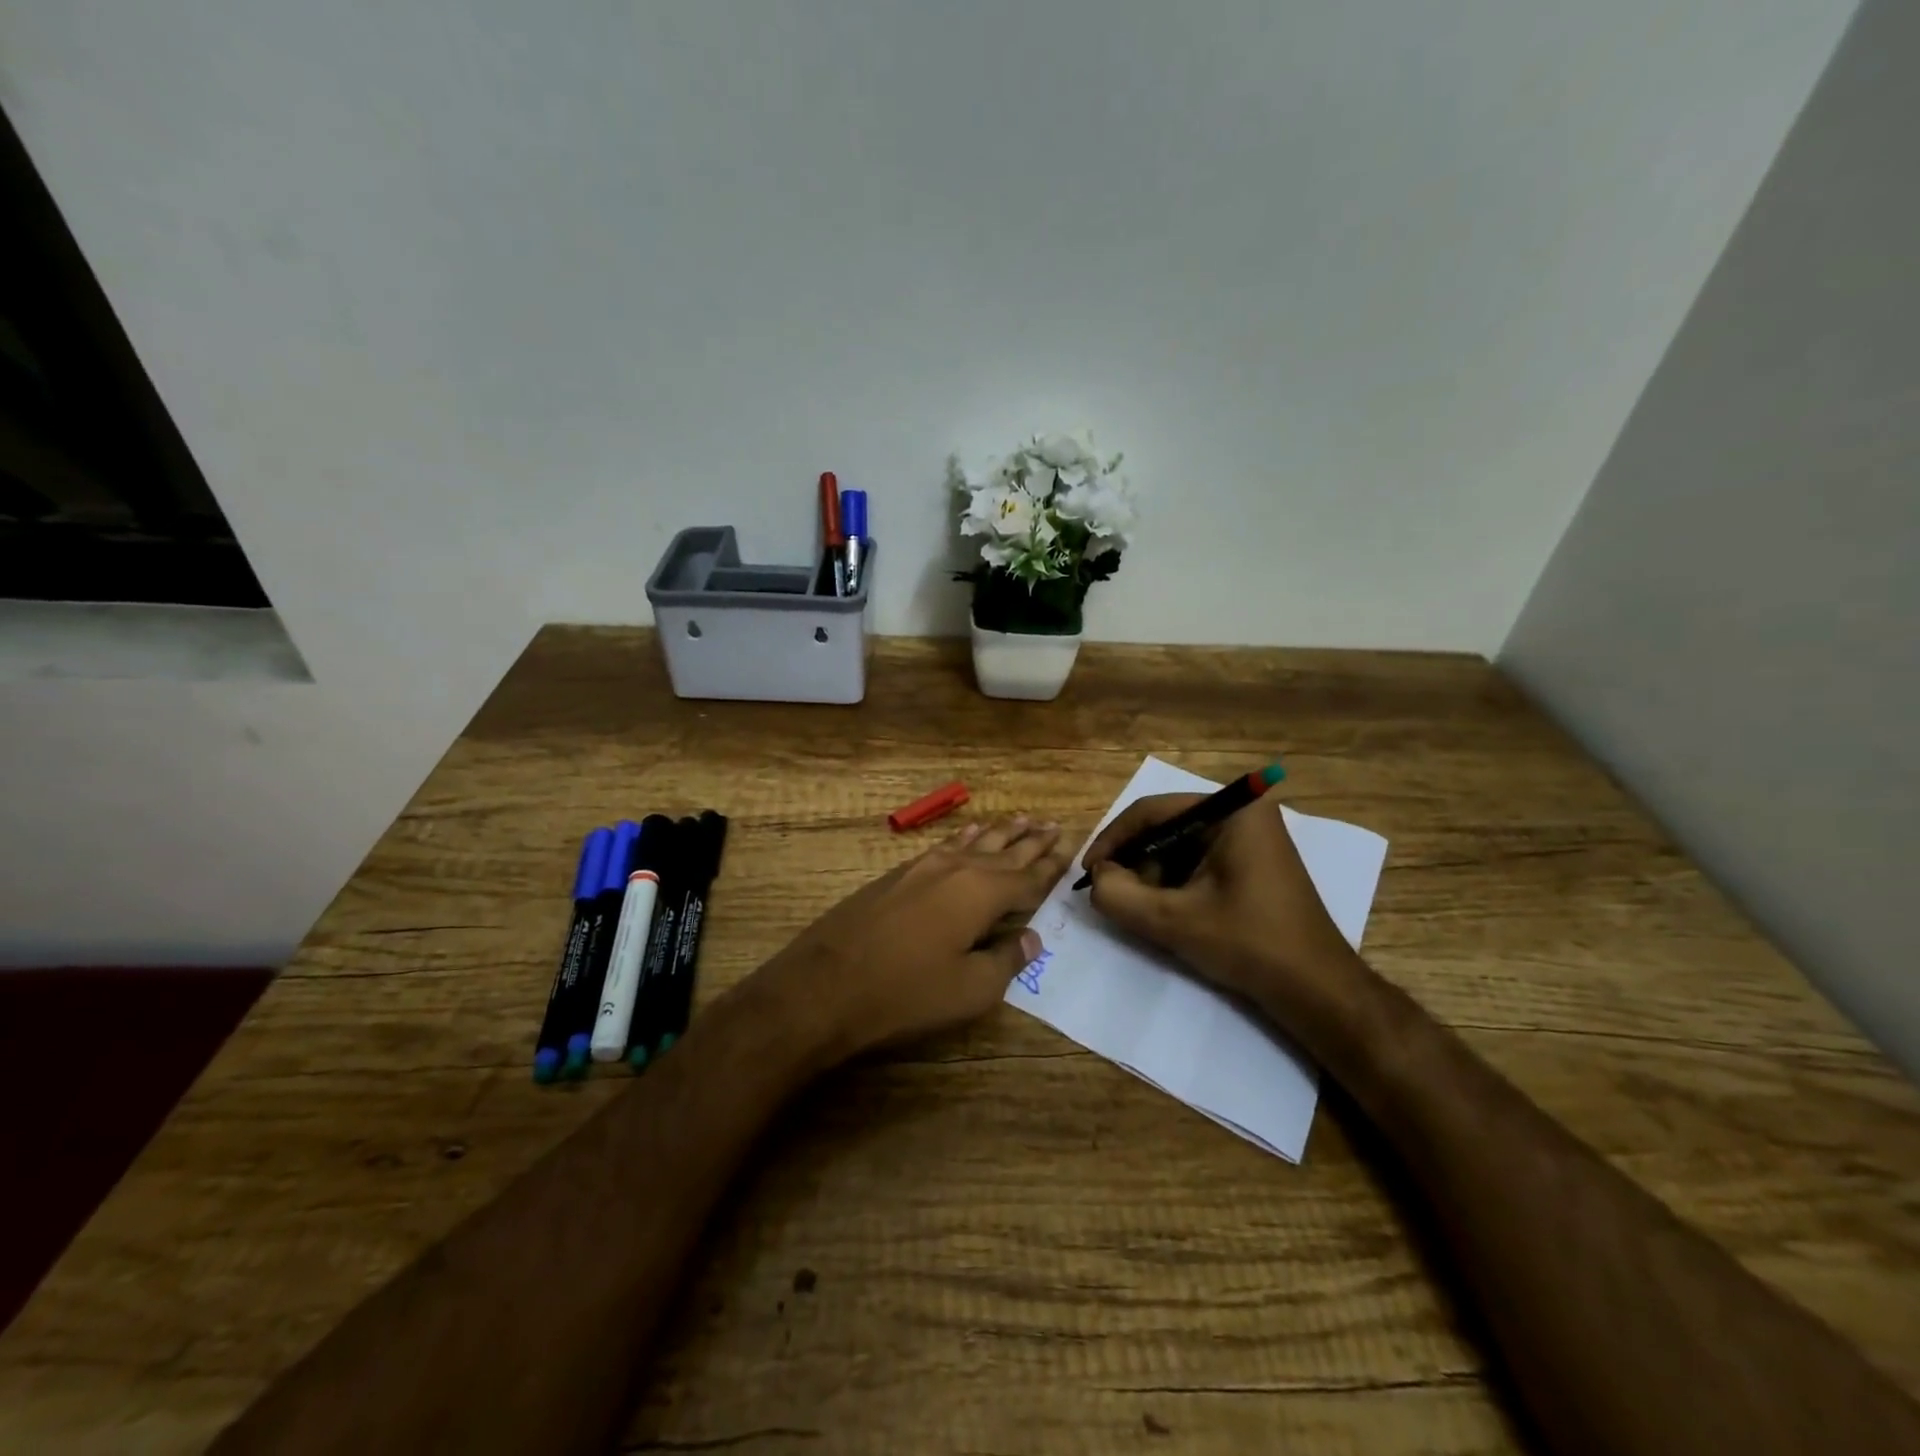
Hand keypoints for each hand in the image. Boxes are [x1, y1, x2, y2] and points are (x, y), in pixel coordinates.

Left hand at [759, 816, 1072, 1059]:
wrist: (826, 984)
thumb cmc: (906, 993)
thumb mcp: (970, 990)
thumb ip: (1006, 961)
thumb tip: (1031, 938)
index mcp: (982, 894)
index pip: (1028, 878)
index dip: (1050, 866)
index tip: (1070, 848)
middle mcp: (957, 870)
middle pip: (1003, 851)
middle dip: (1030, 840)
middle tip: (1053, 823)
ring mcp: (923, 868)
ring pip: (973, 842)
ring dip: (999, 832)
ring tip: (1021, 818)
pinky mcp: (897, 875)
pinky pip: (943, 846)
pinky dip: (963, 838)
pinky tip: (968, 833)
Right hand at [1083, 790, 1359, 1017]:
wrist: (1318, 990)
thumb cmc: (1249, 944)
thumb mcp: (1174, 921)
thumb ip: (1119, 896)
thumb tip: (1096, 879)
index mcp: (1232, 809)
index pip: (1152, 810)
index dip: (1113, 840)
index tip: (1088, 872)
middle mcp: (1244, 812)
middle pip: (1166, 827)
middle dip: (1135, 862)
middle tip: (1113, 895)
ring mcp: (1252, 837)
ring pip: (1180, 846)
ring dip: (1153, 876)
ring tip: (1141, 909)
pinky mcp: (1253, 863)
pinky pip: (1199, 861)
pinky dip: (1176, 884)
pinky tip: (1169, 913)